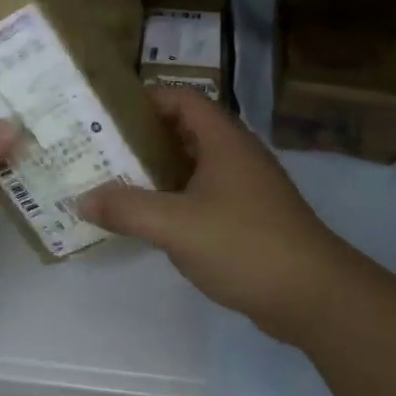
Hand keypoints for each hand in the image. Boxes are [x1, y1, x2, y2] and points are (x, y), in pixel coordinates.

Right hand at [78, 88, 356, 344]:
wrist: (314, 296)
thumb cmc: (244, 245)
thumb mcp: (176, 226)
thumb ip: (126, 209)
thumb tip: (81, 199)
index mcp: (224, 140)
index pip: (181, 99)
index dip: (146, 101)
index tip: (109, 116)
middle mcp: (236, 154)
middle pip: (185, 130)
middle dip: (144, 139)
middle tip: (102, 151)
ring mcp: (246, 187)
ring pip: (194, 166)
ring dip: (159, 172)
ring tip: (117, 183)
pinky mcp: (250, 217)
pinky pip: (205, 195)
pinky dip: (177, 199)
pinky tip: (152, 220)